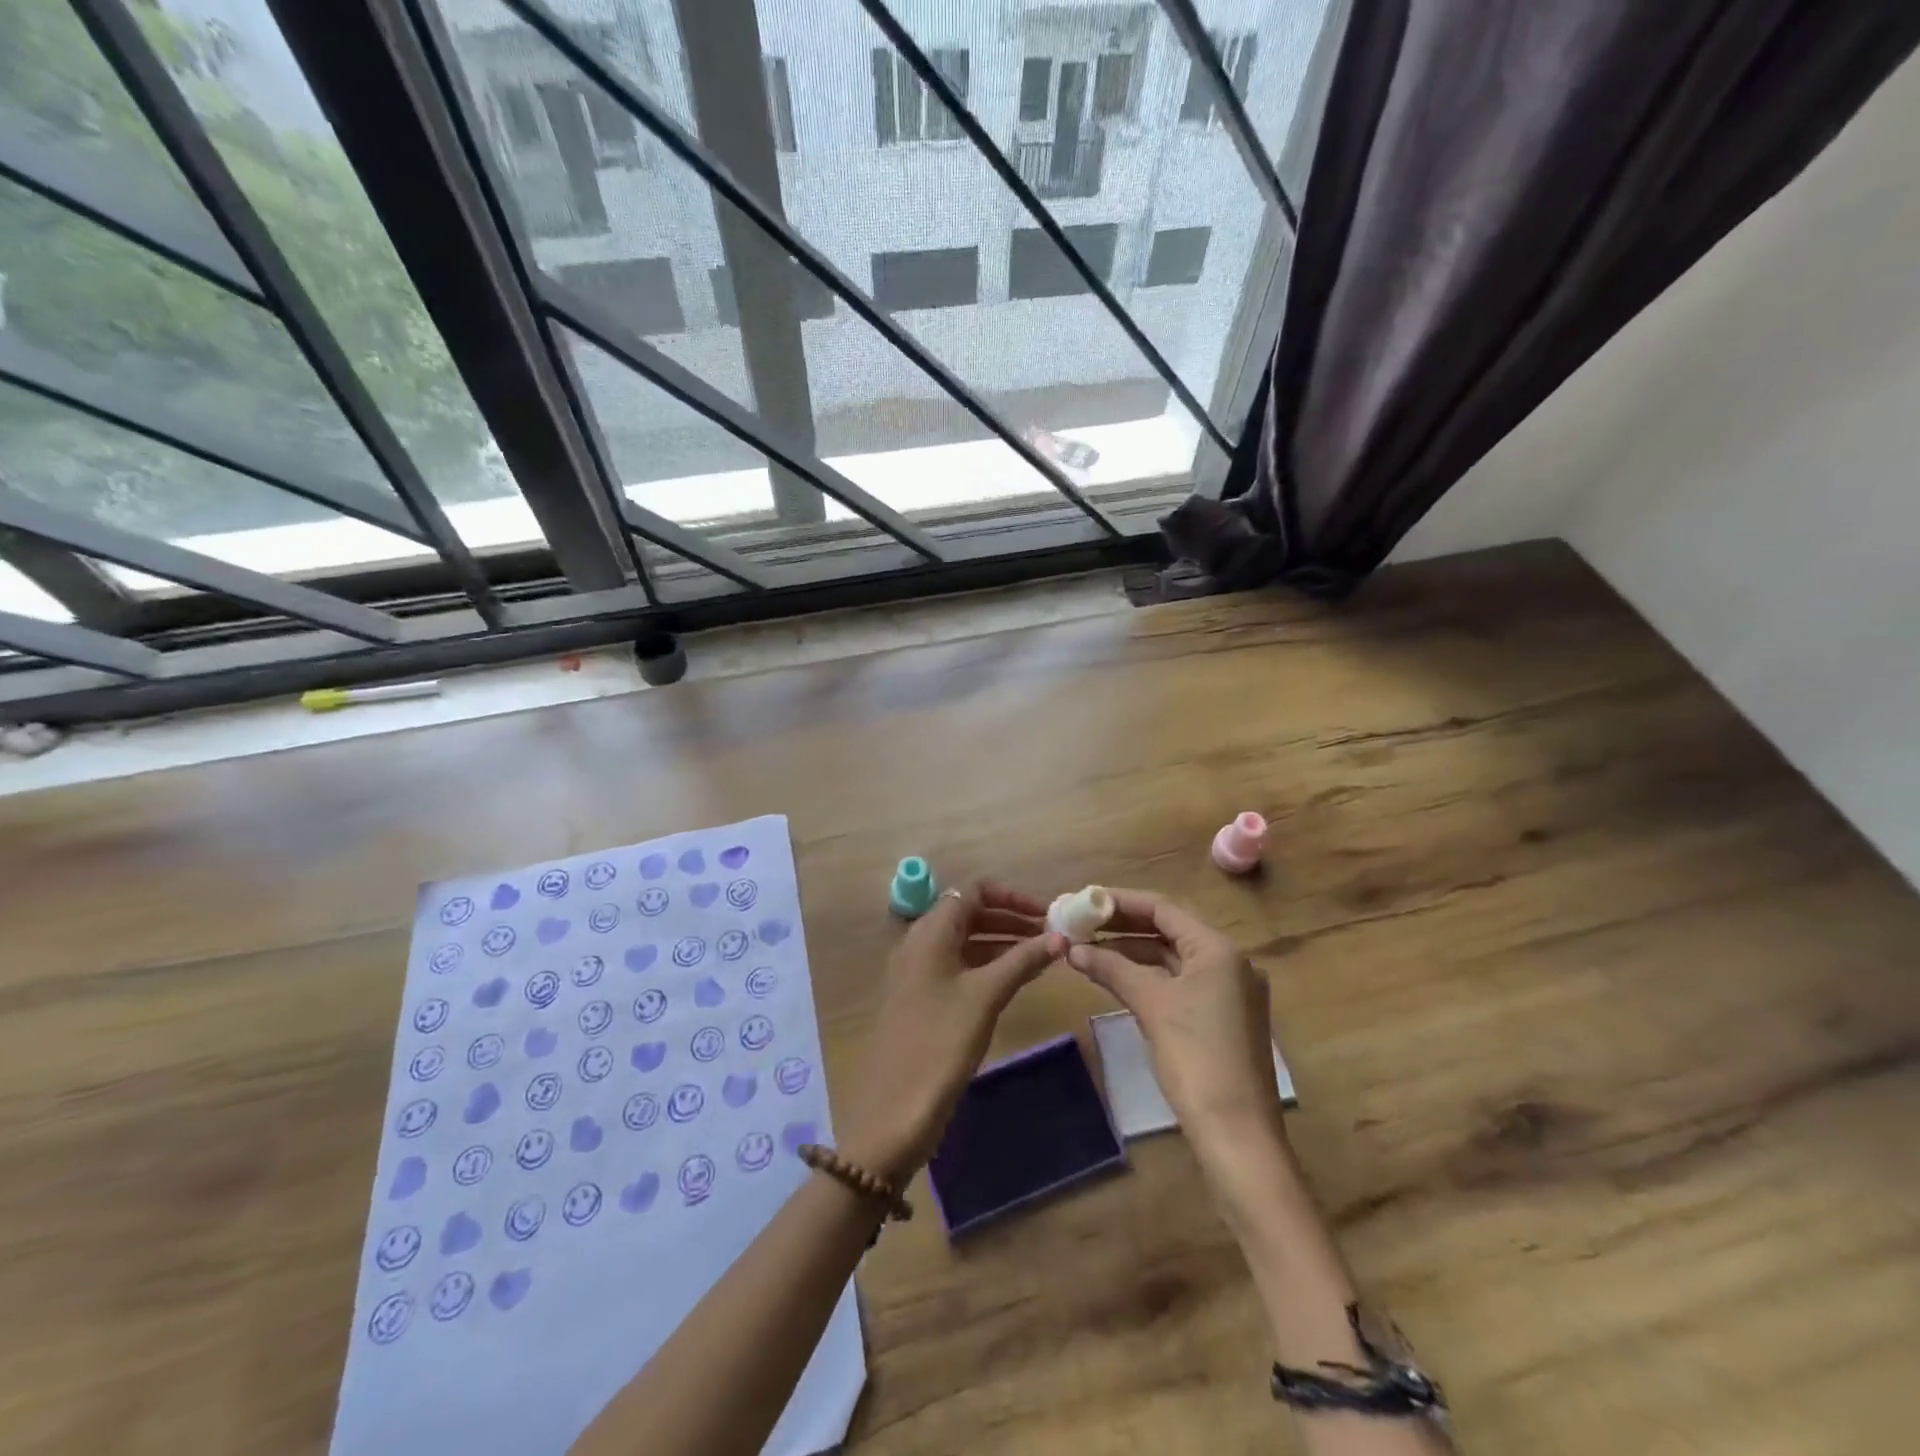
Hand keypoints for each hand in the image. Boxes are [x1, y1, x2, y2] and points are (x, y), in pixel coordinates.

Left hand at [839, 883, 1062, 1185]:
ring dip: (1001, 943)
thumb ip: (1022, 960)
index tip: (1046, 915)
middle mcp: (919, 942)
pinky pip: (957, 967)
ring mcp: (916, 971)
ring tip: (1041, 958)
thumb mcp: (986, 996)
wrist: (892, 1110)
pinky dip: (986, 965)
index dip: (1012, 897)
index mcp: (930, 931)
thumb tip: (1060, 937)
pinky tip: (1013, 981)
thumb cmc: (941, 1042)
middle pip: (969, 914)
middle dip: (1010, 919)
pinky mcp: (918, 998)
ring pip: (964, 942)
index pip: (973, 891)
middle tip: (1050, 938)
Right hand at [1066, 888, 1286, 1158]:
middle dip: (1124, 927)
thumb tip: (1073, 949)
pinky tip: (1119, 979)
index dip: (1121, 902)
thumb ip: (1112, 969)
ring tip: (1091, 950)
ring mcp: (1231, 992)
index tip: (1085, 900)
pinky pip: (1182, 983)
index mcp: (1219, 950)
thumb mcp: (1151, 1006)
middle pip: (1170, 931)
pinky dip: (1150, 977)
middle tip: (1082, 923)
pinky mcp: (1225, 1019)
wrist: (1238, 1136)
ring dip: (1134, 952)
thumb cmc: (1196, 1059)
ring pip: (1174, 959)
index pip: (1163, 909)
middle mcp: (1231, 963)